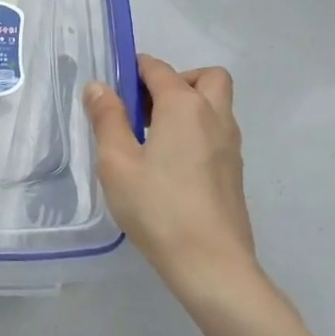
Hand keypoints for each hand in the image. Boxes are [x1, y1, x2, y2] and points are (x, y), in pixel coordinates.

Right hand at [83, 55, 259, 304]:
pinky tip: (171, 166)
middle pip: (205, 77)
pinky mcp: (235, 172)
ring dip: (189, 106)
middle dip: (176, 81)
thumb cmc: (159, 208)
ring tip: (153, 138)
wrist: (212, 266)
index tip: (113, 87)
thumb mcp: (117, 162)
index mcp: (184, 106)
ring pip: (215, 105)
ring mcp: (230, 145)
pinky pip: (217, 133)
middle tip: (147, 109)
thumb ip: (107, 119)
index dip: (134, 69)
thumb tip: (99, 86)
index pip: (158, 69)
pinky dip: (197, 131)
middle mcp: (214, 116)